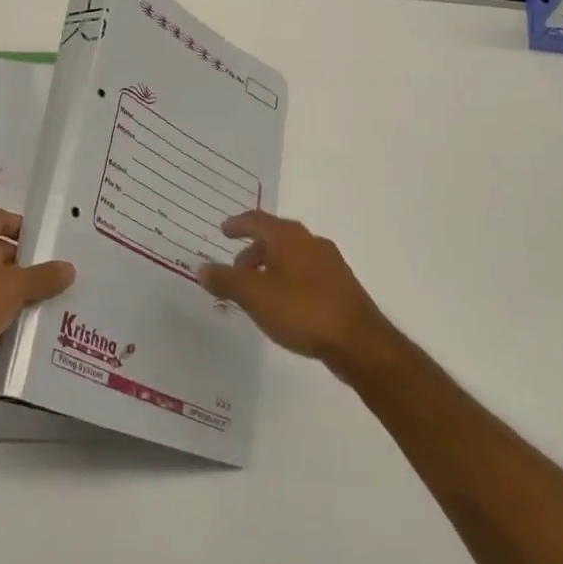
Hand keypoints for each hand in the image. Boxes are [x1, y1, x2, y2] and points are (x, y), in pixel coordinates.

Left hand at [0, 207, 74, 398]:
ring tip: (60, 308)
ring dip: (24, 301)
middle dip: (31, 268)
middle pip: (4, 257)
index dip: (21, 224)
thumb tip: (69, 268)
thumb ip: (42, 277)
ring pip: (0, 292)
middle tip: (65, 279)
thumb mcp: (11, 286)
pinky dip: (10, 329)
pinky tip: (36, 339)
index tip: (48, 241)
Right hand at [198, 211, 391, 373]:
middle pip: (275, 237)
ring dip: (270, 267)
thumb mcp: (255, 296)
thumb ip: (226, 281)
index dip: (238, 224)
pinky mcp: (340, 286)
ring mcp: (330, 264)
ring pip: (292, 256)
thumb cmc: (303, 311)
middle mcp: (311, 243)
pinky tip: (283, 303)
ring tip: (256, 291)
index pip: (257, 220)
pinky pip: (305, 272)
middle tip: (235, 269)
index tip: (223, 231)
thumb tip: (202, 268)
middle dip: (253, 250)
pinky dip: (287, 279)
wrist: (360, 342)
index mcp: (289, 238)